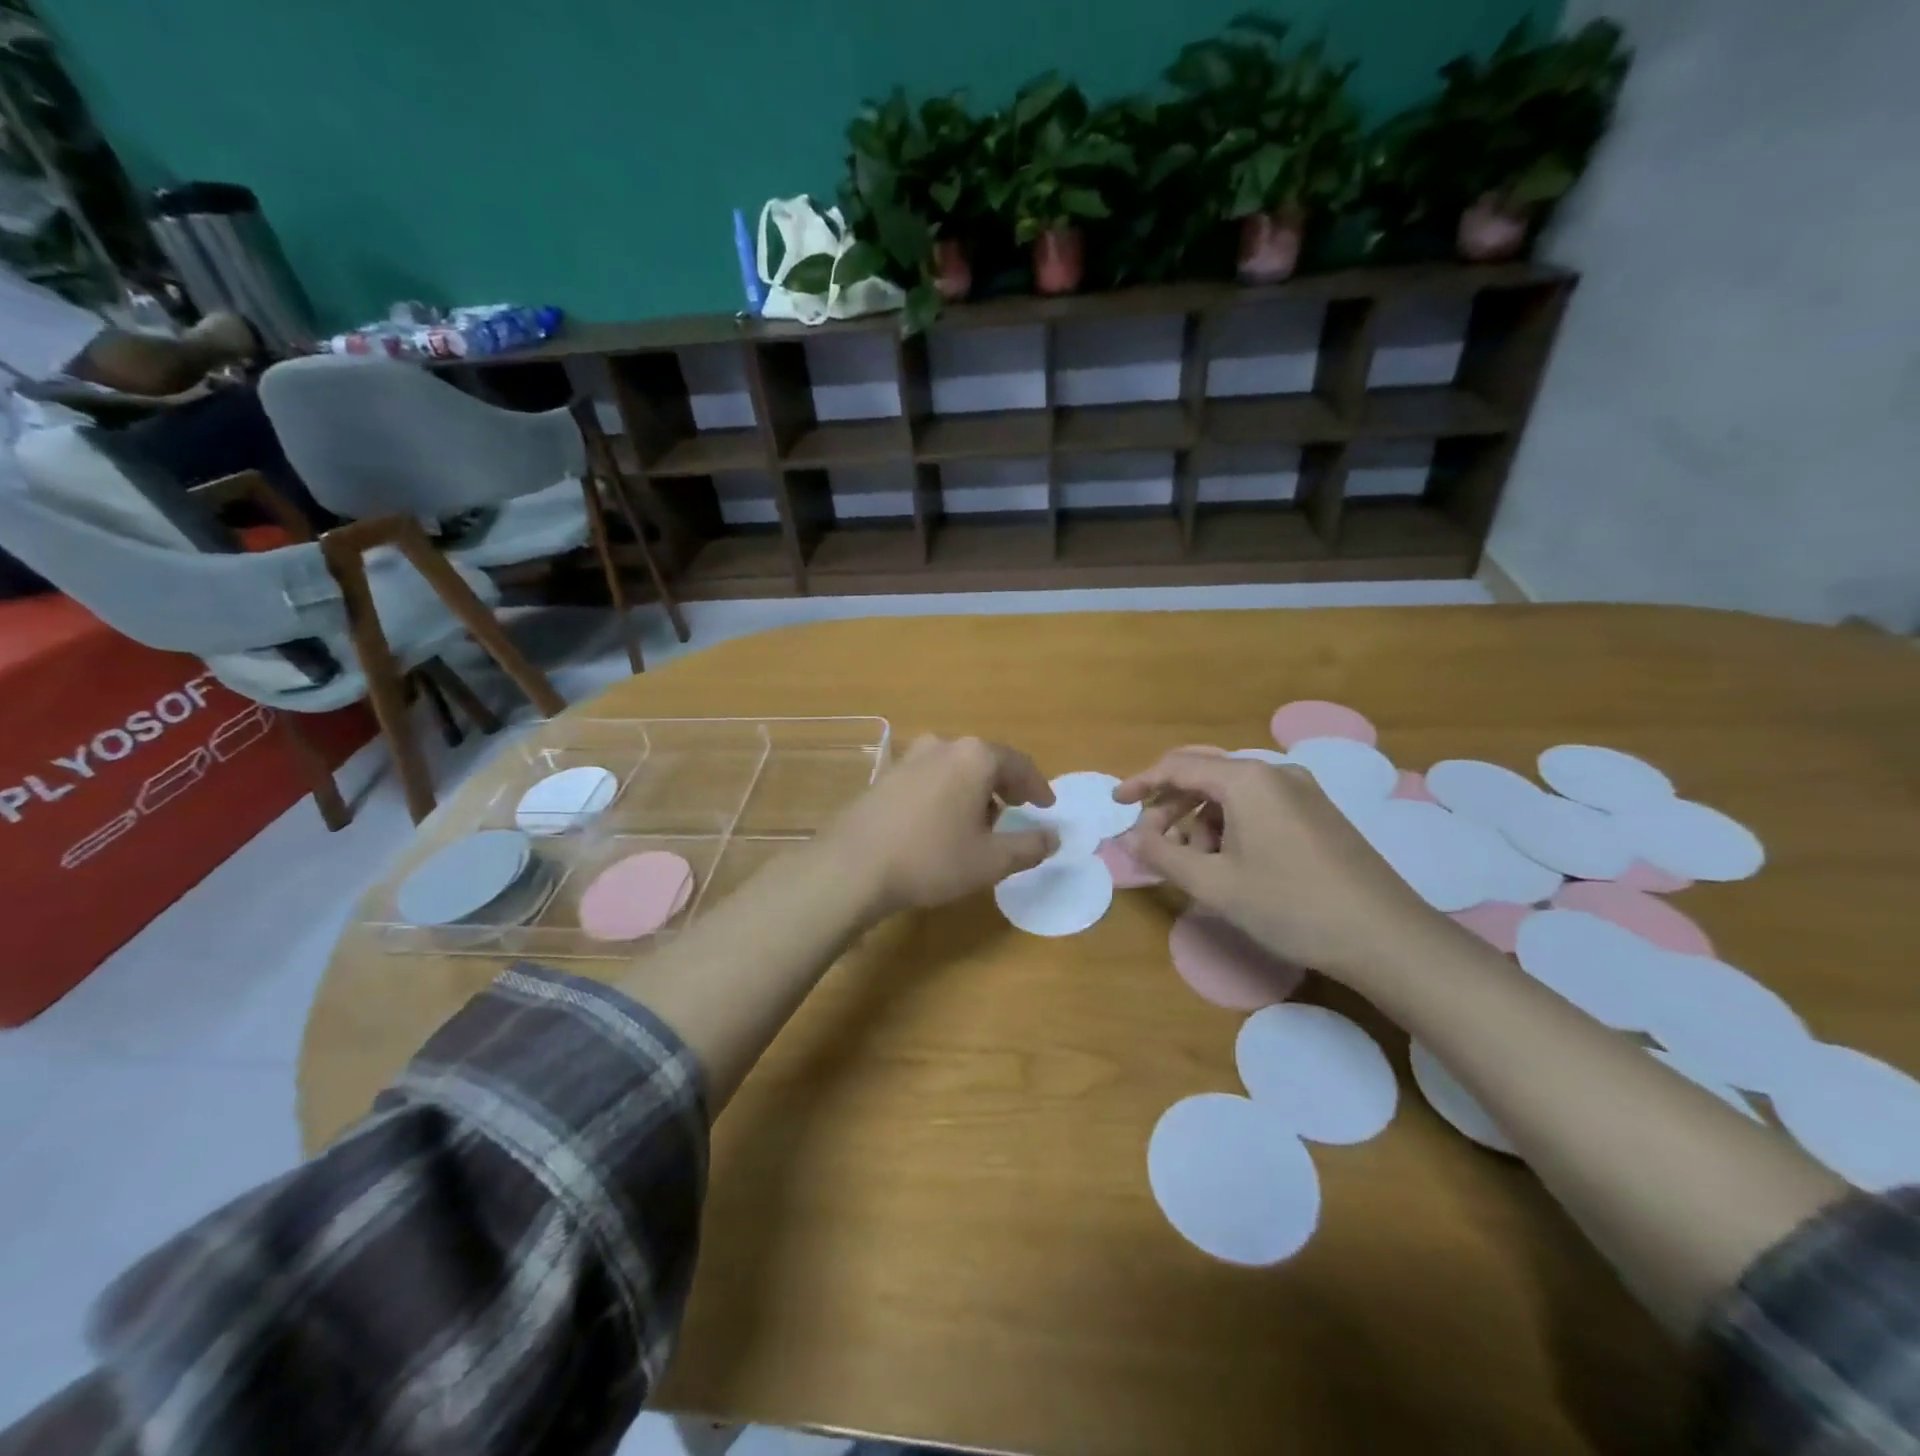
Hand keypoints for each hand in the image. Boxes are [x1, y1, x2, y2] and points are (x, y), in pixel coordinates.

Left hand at [818, 735, 1057, 919]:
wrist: (853, 866)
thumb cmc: (931, 859)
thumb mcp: (990, 860)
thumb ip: (1029, 846)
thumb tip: (1054, 837)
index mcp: (974, 757)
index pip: (1019, 764)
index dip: (1037, 786)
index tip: (1046, 807)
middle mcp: (942, 746)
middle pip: (986, 761)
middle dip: (1005, 786)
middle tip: (1016, 811)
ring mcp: (909, 758)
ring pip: (955, 768)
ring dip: (974, 790)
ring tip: (979, 822)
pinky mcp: (886, 776)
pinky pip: (930, 777)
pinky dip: (946, 793)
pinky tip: (941, 823)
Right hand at [1114, 751, 1445, 986]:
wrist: (1385, 936)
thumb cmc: (1290, 906)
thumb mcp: (1215, 884)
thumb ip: (1163, 855)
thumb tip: (1129, 838)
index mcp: (1247, 781)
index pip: (1179, 766)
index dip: (1141, 782)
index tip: (1116, 803)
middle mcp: (1275, 774)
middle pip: (1206, 775)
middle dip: (1171, 805)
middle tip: (1152, 842)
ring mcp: (1302, 792)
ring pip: (1232, 793)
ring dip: (1201, 820)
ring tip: (1194, 863)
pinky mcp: (1318, 814)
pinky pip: (1259, 806)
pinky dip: (1231, 826)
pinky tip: (1230, 863)